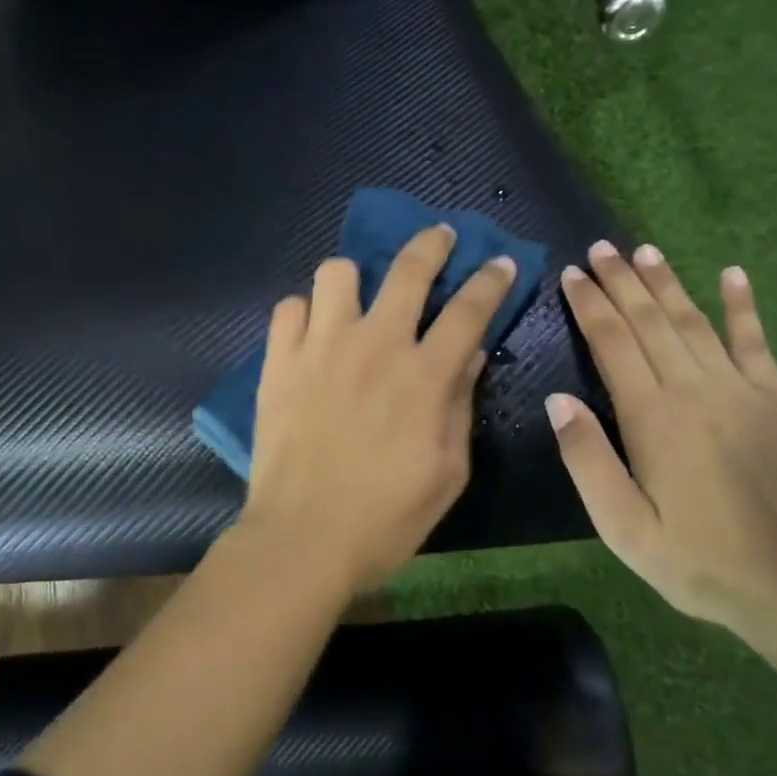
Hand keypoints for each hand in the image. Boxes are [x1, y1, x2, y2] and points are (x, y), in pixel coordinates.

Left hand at [243, 225, 517, 589]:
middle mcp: (374, 345)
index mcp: (423, 375)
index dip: (489, 280)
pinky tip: (312, 335)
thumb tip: (470, 353)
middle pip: (408, 269)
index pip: (469, 309)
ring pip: (337, 273)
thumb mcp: (447, 471)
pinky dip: (305, 314)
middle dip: (431, 243)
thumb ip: (460, 404)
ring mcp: (320, 347)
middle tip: (439, 237)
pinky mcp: (278, 360)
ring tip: (356, 300)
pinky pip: (289, 308)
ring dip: (354, 280)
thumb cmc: (386, 517)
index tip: (498, 263)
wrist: (302, 539)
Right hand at [546, 241, 776, 636]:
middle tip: (600, 248)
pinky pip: (756, 342)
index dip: (589, 305)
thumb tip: (558, 400)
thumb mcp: (623, 526)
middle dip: (621, 281)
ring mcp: (741, 390)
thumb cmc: (698, 560)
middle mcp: (694, 389)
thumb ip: (587, 459)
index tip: (571, 274)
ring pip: (694, 322)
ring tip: (644, 251)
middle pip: (650, 321)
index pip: (612, 342)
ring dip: (667, 283)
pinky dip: (743, 307)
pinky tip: (734, 275)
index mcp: (652, 416)